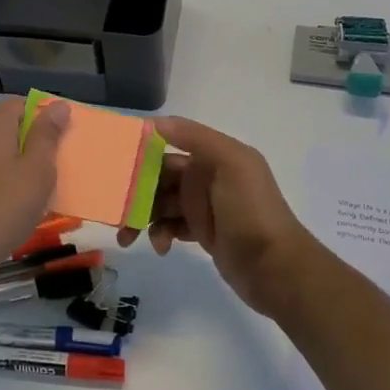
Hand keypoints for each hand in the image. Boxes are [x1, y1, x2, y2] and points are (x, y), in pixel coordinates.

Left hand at [0, 97, 69, 276]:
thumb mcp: (38, 170)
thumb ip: (47, 135)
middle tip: (54, 161)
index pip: (17, 104)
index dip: (41, 113)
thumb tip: (57, 105)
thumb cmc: (6, 207)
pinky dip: (1, 178)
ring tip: (38, 184)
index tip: (61, 134)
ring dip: (16, 161)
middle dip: (30, 139)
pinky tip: (13, 201)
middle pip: (5, 127)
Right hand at [117, 116, 325, 316]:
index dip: (141, 152)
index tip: (113, 162)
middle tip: (113, 207)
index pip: (167, 146)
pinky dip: (160, 234)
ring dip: (141, 216)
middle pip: (159, 177)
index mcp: (213, 155)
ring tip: (127, 237)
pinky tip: (161, 247)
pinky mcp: (202, 233)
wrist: (276, 267)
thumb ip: (194, 137)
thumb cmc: (251, 210)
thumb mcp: (231, 163)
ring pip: (160, 203)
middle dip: (134, 190)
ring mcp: (204, 206)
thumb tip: (153, 122)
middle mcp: (207, 176)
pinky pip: (171, 226)